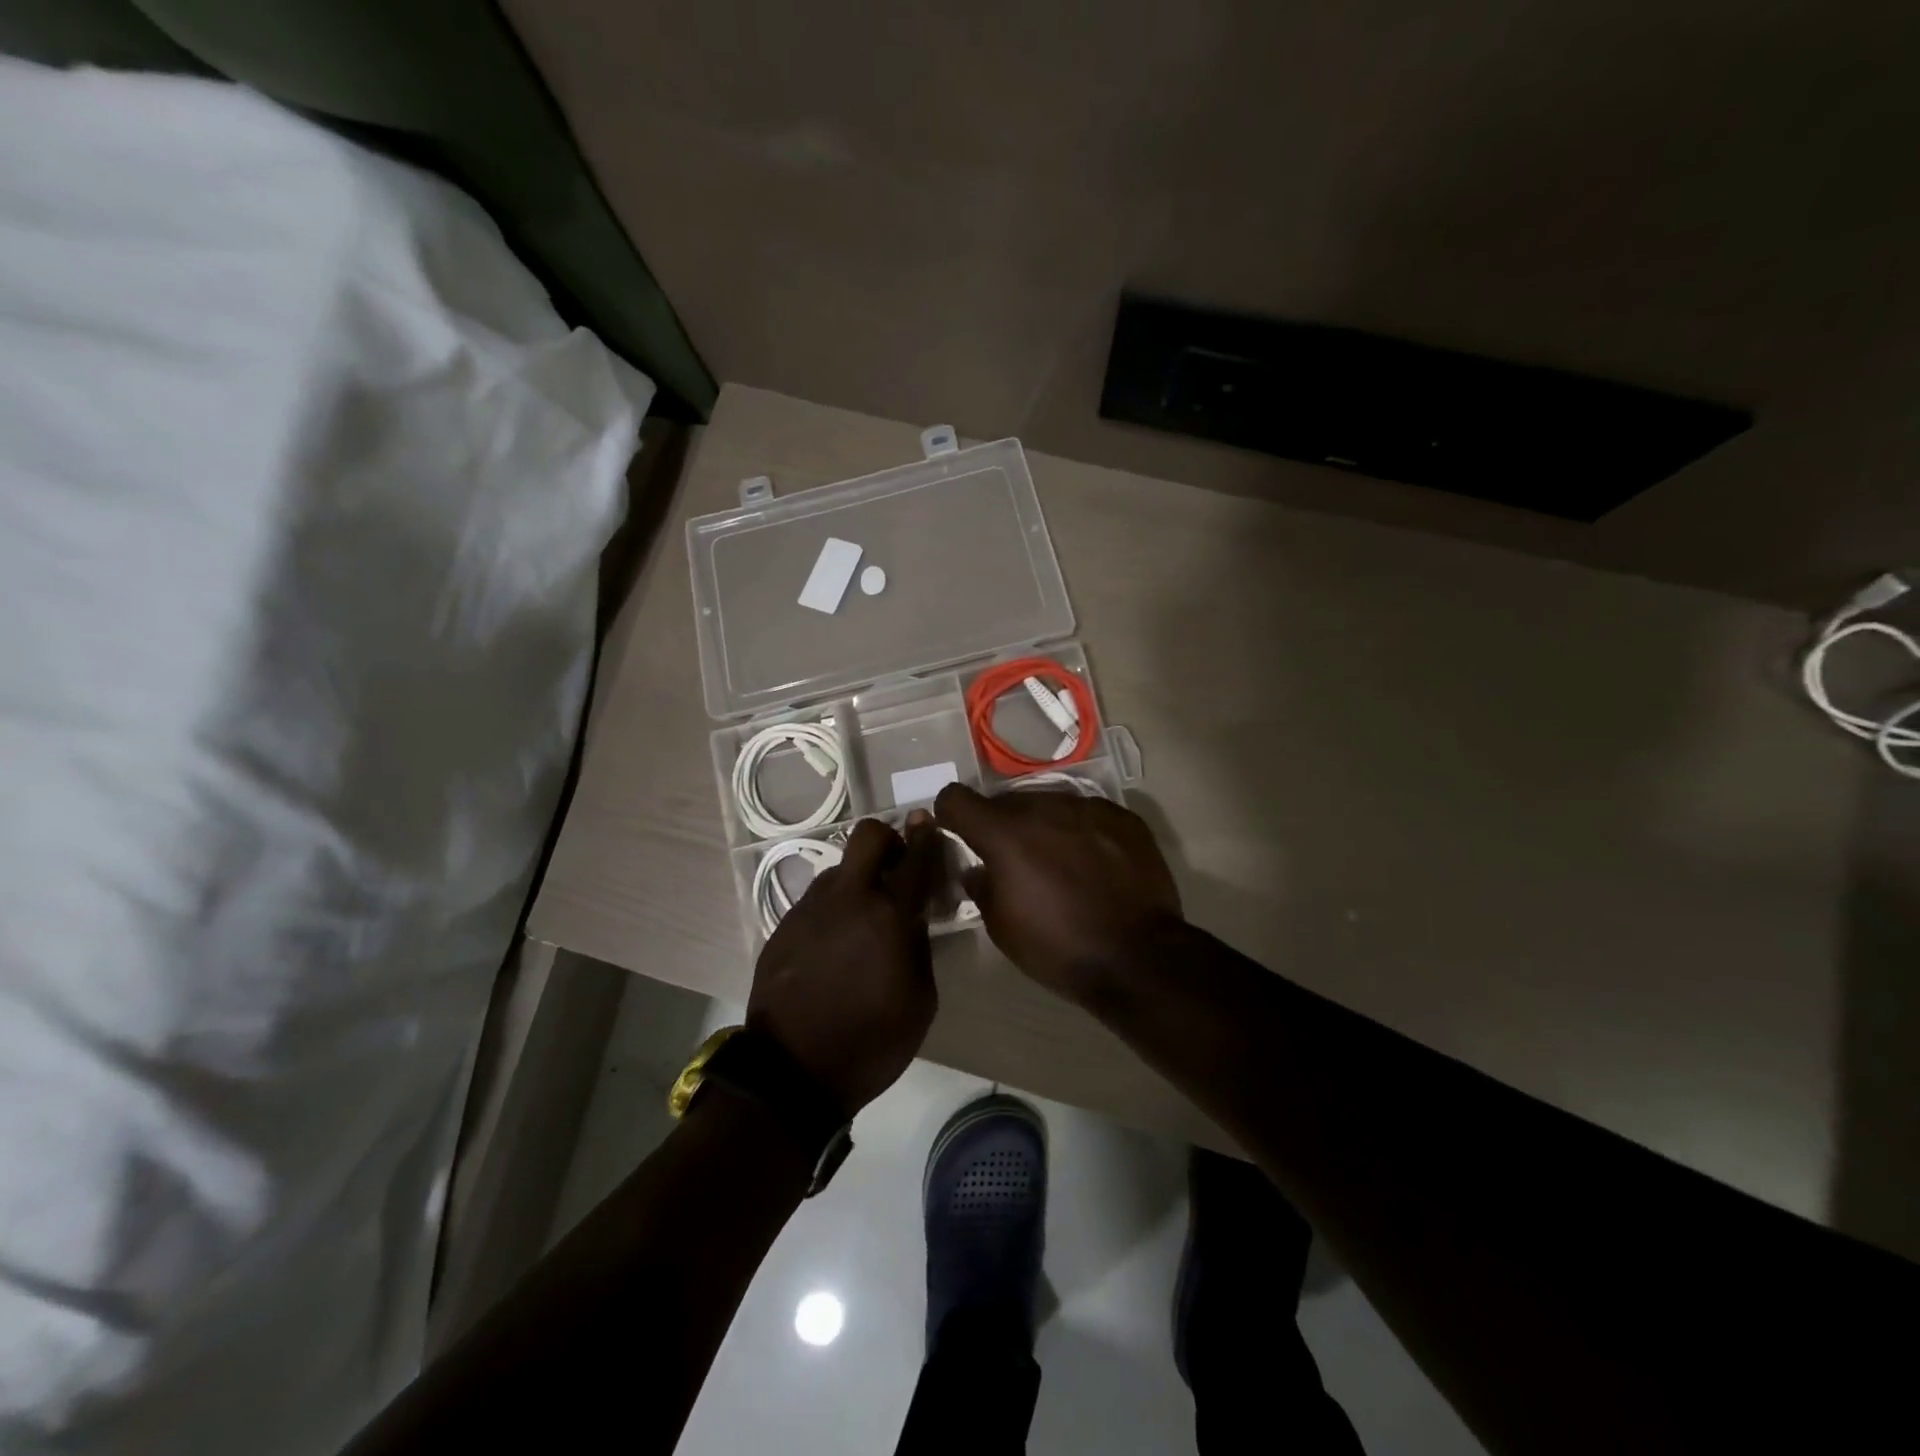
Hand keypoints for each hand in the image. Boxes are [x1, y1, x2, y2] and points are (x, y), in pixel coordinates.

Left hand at [747, 814, 941, 1113]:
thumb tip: (912, 916)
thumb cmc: (873, 1042)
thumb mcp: (920, 1000)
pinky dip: (834, 908)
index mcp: (889, 915)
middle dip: (888, 839)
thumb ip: (920, 945)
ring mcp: (810, 909)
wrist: (793, 1072)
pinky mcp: (784, 925)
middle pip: (867, 836)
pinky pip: (817, 900)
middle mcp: (847, 898)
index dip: (926, 836)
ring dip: (859, 880)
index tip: (929, 825)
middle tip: (897, 867)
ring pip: (840, 869)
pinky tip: (836, 944)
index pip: (915, 857)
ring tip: (864, 919)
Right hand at [934, 784, 1183, 1005]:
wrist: (1139, 957)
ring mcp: (1087, 807)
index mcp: (1004, 834)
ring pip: (1048, 803)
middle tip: (1014, 860)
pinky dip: (1079, 830)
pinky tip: (1093, 863)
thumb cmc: (1058, 948)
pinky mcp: (1122, 816)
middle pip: (1005, 801)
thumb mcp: (1001, 926)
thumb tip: (978, 868)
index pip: (956, 798)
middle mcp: (1043, 807)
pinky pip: (1086, 813)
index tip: (958, 833)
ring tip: (1058, 862)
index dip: (950, 814)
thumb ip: (981, 885)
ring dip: (1042, 826)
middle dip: (1001, 825)